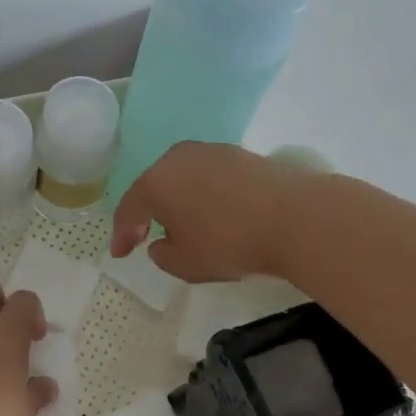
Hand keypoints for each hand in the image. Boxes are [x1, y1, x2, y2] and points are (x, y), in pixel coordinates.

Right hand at [110, 141, 314, 282]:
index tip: (120, 254)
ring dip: (177, 201)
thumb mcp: (185, 264)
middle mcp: (177, 158)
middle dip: (148, 212)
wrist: (295, 217)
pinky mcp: (238, 154)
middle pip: (153, 187)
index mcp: (155, 182)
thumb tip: (161, 242)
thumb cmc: (229, 242)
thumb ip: (162, 255)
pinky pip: (207, 177)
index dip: (121, 235)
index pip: (128, 209)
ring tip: (184, 226)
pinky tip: (213, 213)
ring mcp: (210, 151)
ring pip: (181, 178)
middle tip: (146, 236)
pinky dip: (202, 195)